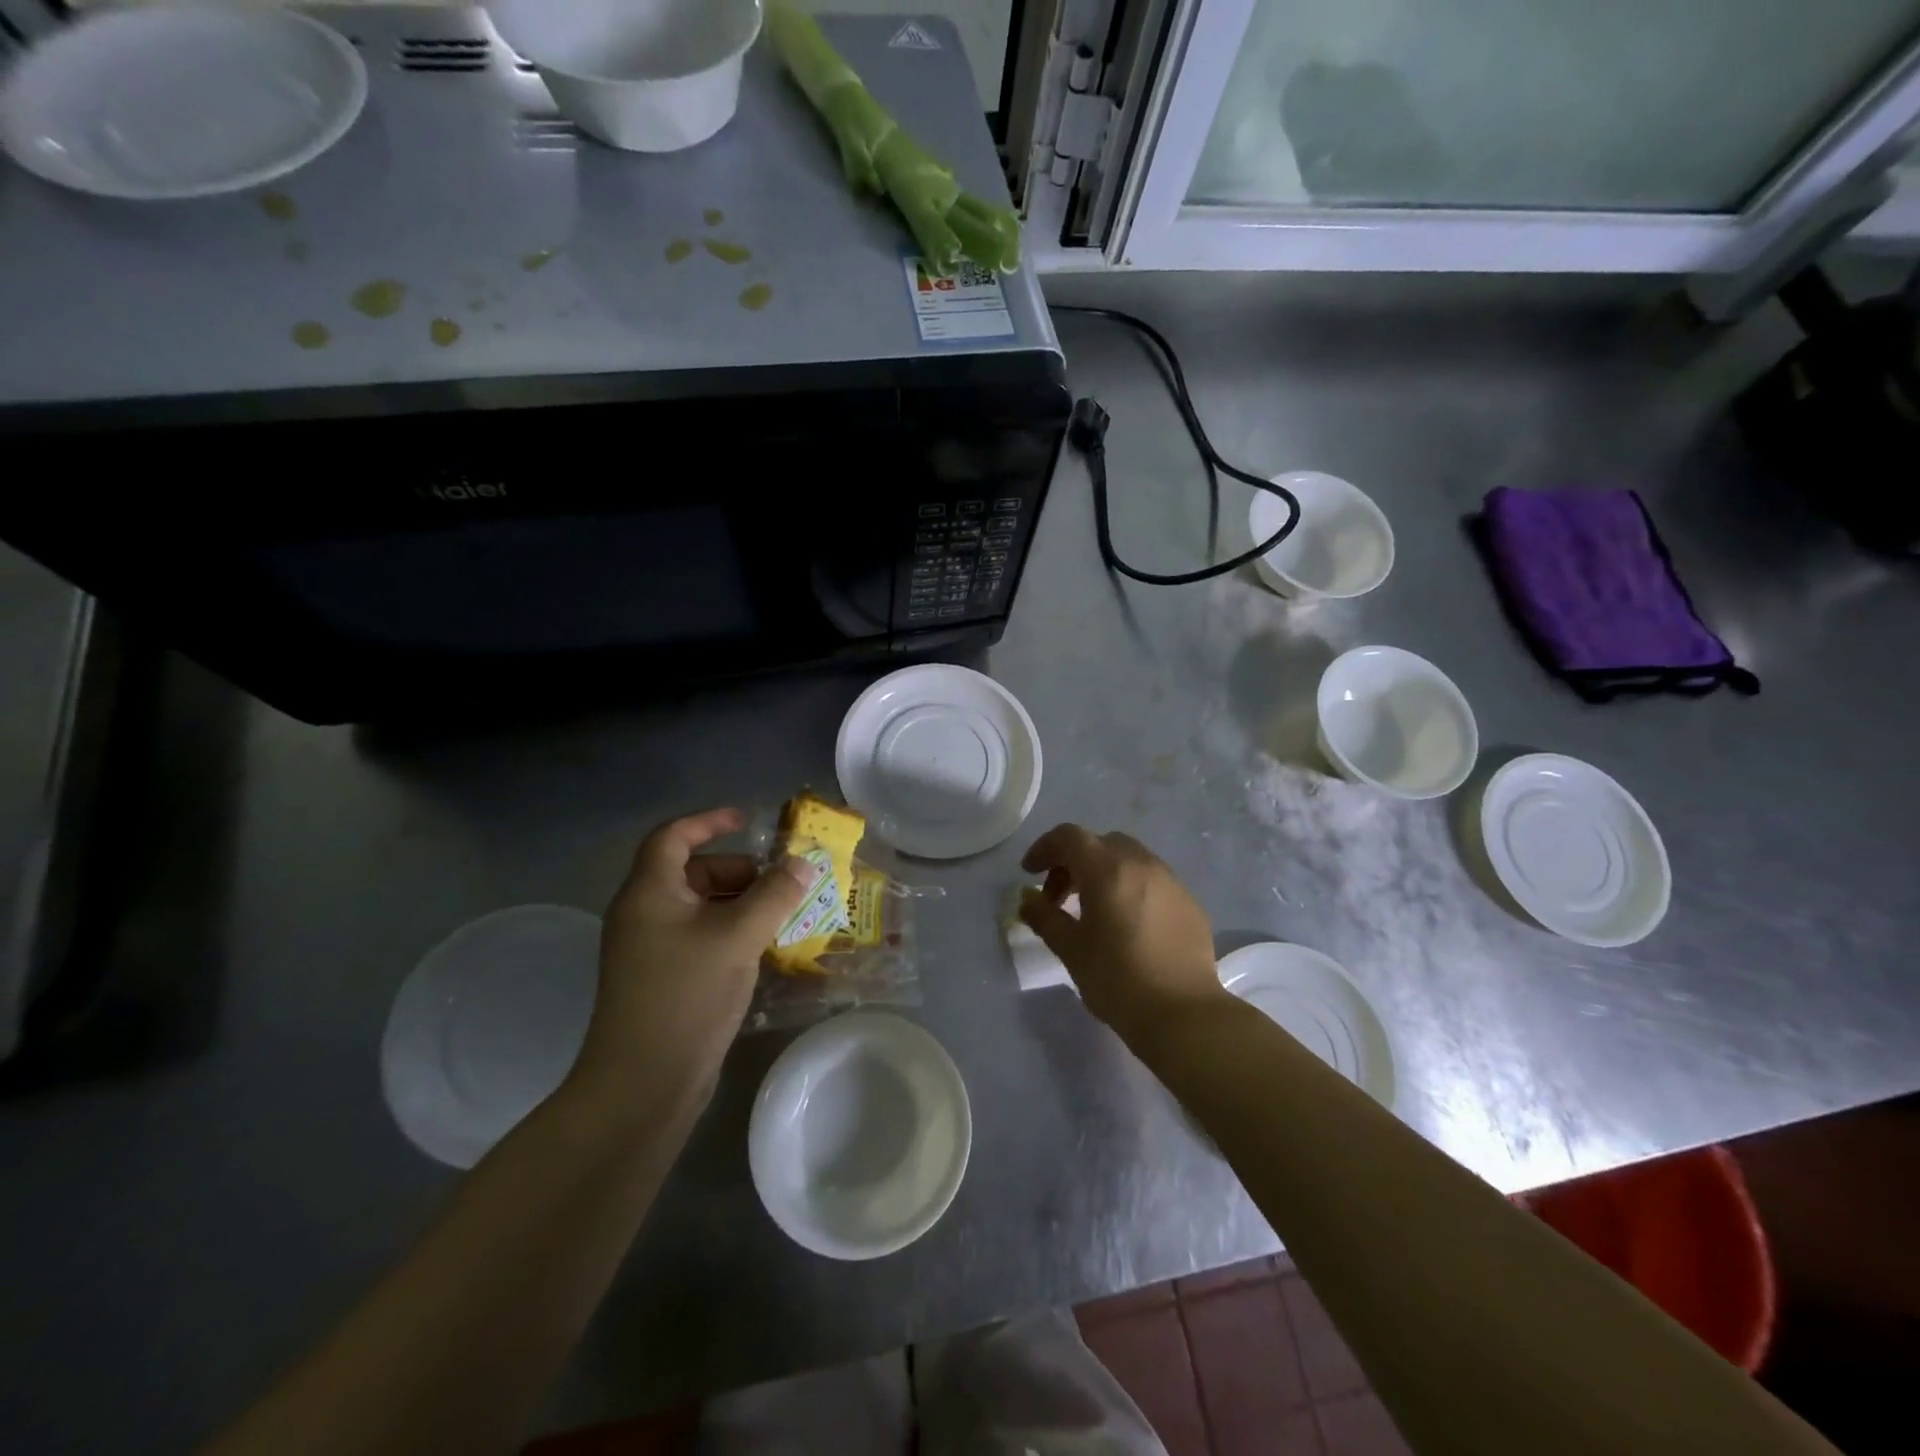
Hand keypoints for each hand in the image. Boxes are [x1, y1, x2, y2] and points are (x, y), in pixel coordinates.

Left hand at [575, 808, 810, 1109]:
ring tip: (784, 917)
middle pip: (693, 873)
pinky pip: (701, 938)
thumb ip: (775, 895)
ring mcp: (652, 950)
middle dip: (740, 872)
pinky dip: (732, 933)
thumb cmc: (686, 995)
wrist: (643, 1084)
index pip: (673, 837)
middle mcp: (644, 914)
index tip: (748, 820)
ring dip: (742, 905)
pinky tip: (765, 950)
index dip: (709, 821)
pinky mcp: (664, 980)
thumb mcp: (738, 937)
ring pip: (701, 908)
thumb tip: (803, 863)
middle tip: (781, 884)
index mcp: (649, 893)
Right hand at [1019, 824, 1225, 1047]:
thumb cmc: (1118, 979)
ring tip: (1093, 911)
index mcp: (1108, 868)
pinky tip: (1128, 925)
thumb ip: (1044, 917)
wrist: (1184, 1015)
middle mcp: (1142, 863)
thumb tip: (1028, 900)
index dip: (1044, 849)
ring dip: (1103, 873)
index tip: (1029, 873)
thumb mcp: (1071, 949)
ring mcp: (1171, 881)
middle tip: (1059, 896)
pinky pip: (1152, 880)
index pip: (1069, 837)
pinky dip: (1131, 888)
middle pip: (1099, 843)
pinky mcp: (1190, 902)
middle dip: (1073, 862)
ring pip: (1129, 859)